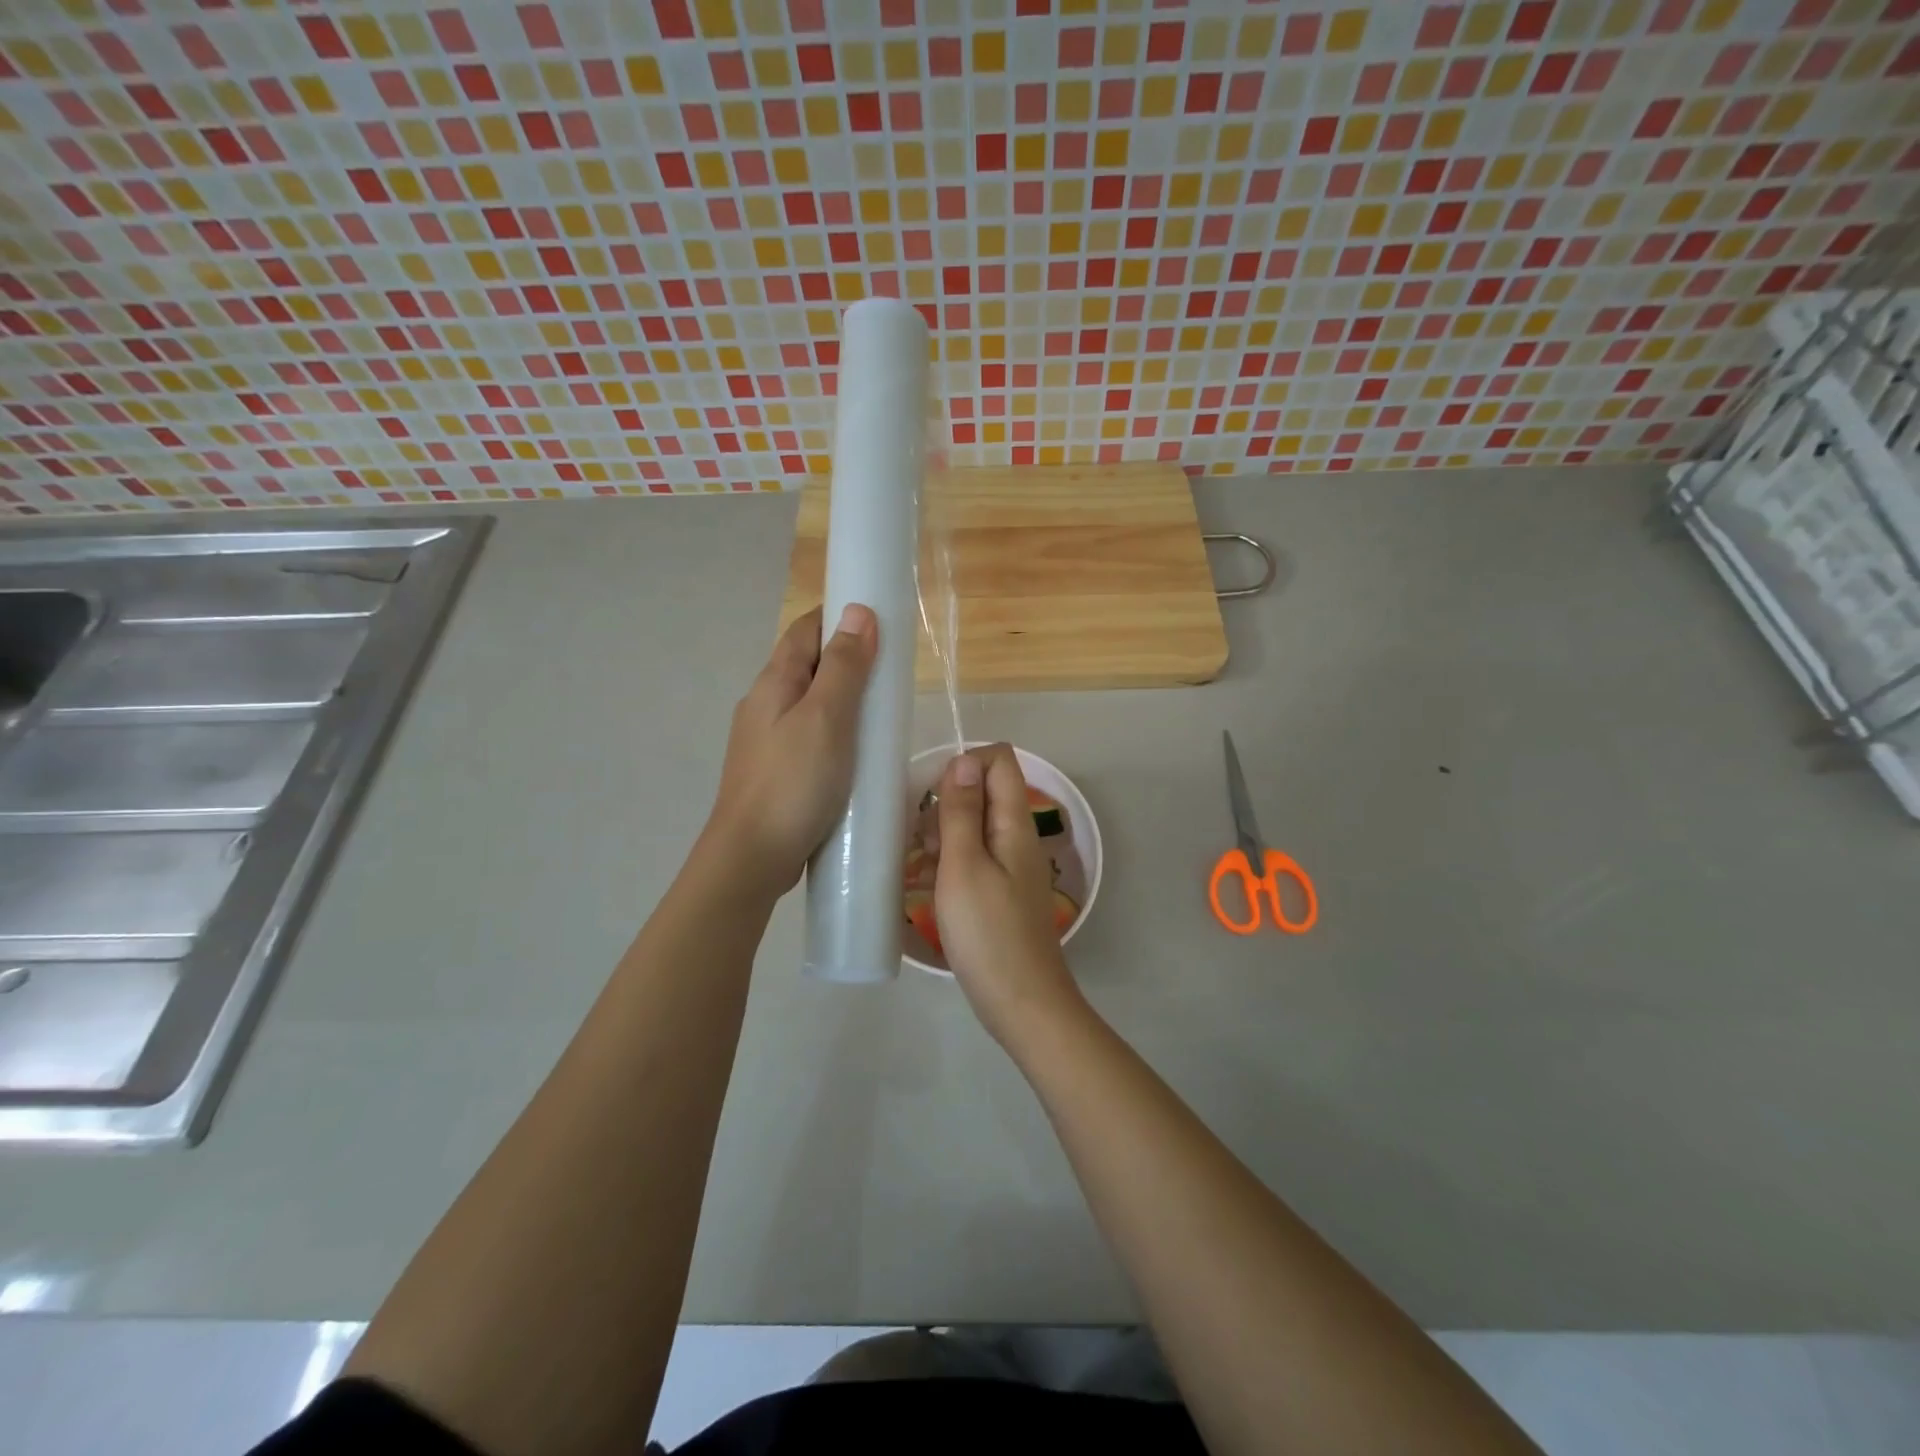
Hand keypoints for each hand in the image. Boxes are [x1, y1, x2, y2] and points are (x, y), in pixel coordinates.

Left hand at [707, 604, 877, 893]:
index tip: (880, 619)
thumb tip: (858, 611)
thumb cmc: (793, 783)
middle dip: (846, 658)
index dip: (838, 615)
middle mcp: (764, 704)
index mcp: (774, 682)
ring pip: (808, 703)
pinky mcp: (776, 771)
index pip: (805, 630)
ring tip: (880, 712)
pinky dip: (835, 731)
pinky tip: (855, 753)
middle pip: (806, 665)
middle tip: (890, 670)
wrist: (751, 857)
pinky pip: (809, 736)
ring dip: (842, 698)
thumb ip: (844, 667)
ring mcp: (766, 740)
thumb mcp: (827, 718)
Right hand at [933, 744, 1087, 1046]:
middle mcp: (1018, 836)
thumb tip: (964, 758)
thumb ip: (963, 811)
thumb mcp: (964, 866)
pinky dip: (951, 862)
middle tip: (924, 843)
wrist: (1022, 1003)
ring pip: (975, 825)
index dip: (964, 765)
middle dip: (947, 804)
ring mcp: (1012, 865)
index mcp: (1014, 823)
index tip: (933, 799)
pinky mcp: (1002, 890)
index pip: (999, 760)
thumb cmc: (988, 933)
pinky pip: (975, 856)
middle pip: (984, 791)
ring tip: (923, 868)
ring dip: (944, 835)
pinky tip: (930, 886)